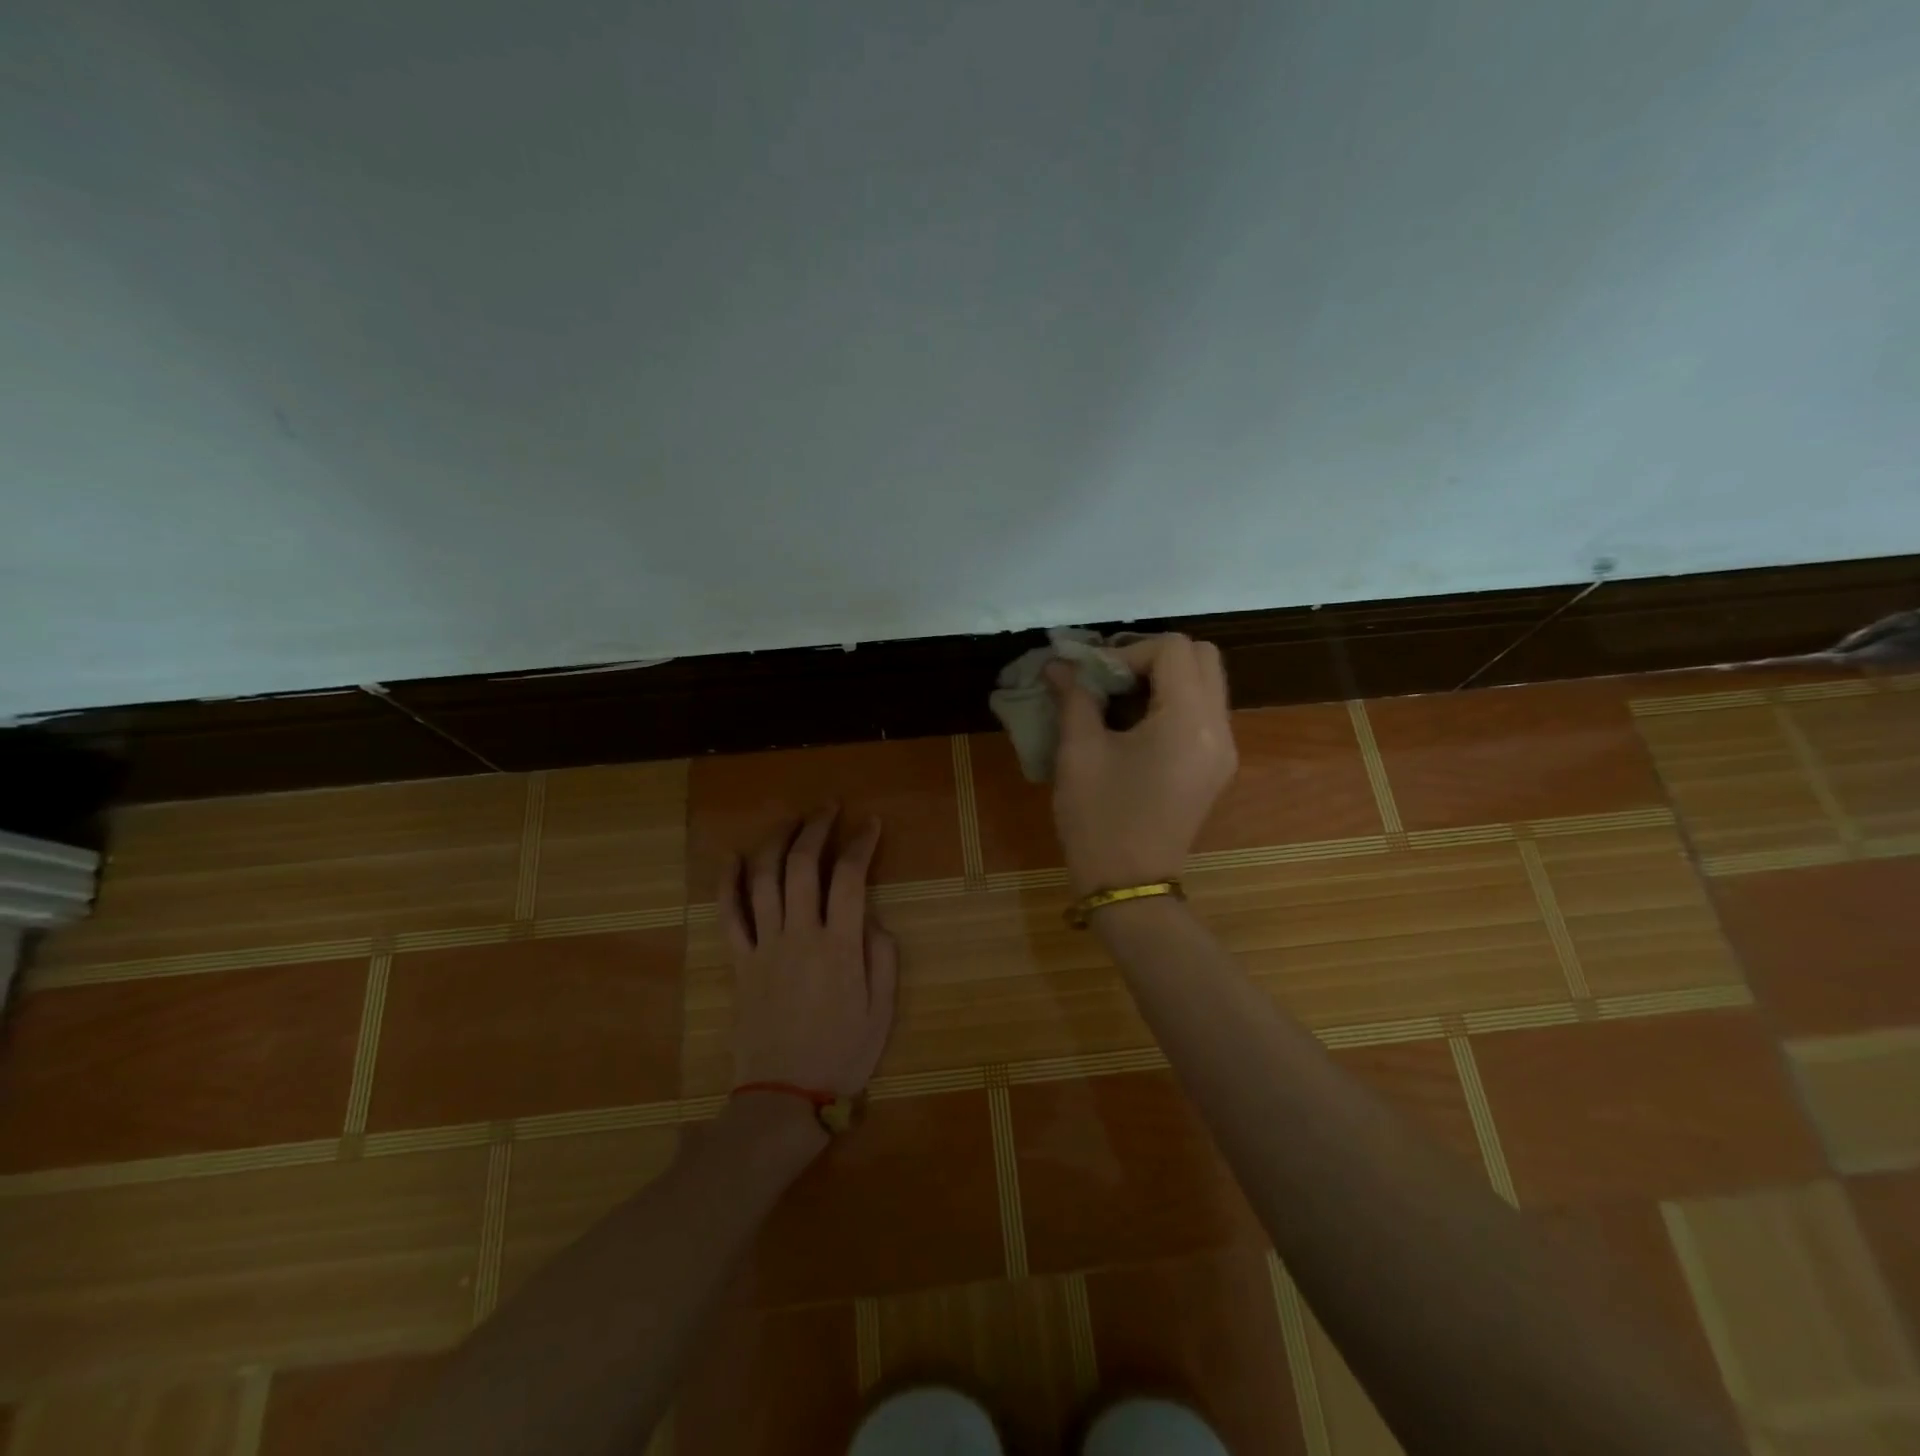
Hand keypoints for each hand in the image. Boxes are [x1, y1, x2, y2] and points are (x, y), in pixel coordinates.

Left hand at [719, 808, 898, 1097]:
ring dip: (776, 842)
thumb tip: (871, 916)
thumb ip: (882, 957)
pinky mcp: (740, 962)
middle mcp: (799, 935)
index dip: (861, 844)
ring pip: (764, 879)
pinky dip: (727, 883)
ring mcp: (764, 946)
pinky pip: (729, 915)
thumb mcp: (882, 1010)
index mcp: (839, 946)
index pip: (849, 877)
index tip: (871, 824)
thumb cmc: (841, 1054)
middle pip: (802, 865)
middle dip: (817, 828)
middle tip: (830, 808)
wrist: (783, 1097)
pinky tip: (732, 857)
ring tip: (791, 820)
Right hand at [1048, 633, 1237, 894]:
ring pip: (1206, 682)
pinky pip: (1203, 712)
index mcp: (1189, 720)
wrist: (1128, 886)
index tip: (1094, 677)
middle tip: (1111, 679)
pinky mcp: (1215, 767)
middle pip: (1201, 656)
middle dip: (1153, 656)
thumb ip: (1074, 697)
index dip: (1128, 651)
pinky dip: (1173, 702)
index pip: (1173, 649)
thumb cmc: (1100, 819)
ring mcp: (1223, 749)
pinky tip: (1134, 725)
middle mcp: (1219, 728)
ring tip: (1119, 700)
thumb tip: (1059, 664)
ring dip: (1164, 678)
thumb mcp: (1079, 753)